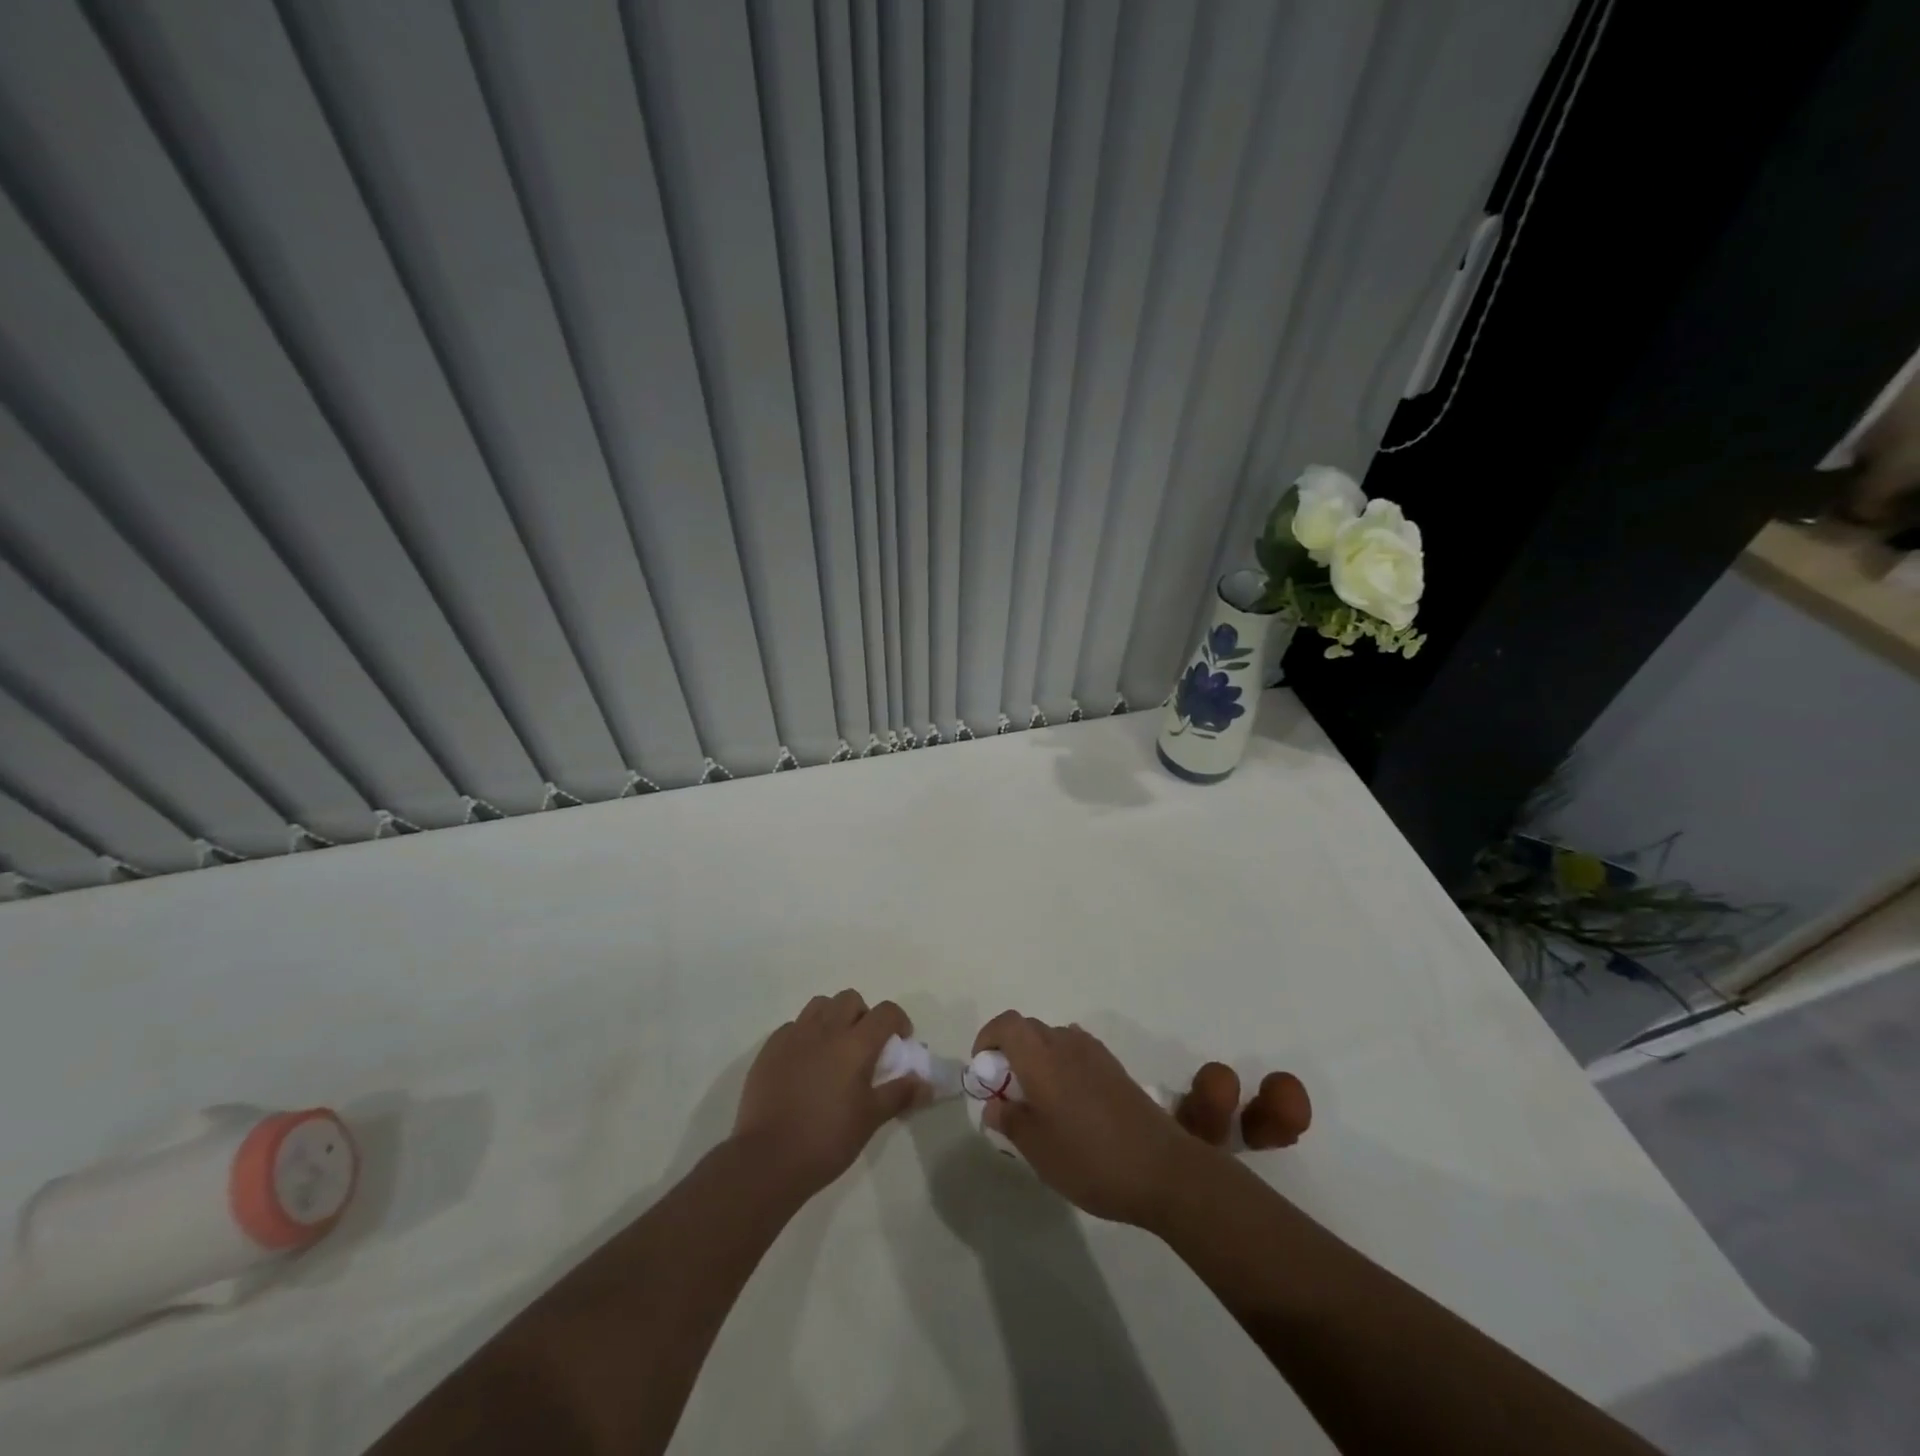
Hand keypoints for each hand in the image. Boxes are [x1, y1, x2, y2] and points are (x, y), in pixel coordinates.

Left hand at [733, 990, 921, 1199]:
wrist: (767, 1159)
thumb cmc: (827, 1139)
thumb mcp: (871, 1119)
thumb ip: (900, 1094)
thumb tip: (926, 1083)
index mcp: (855, 1044)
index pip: (886, 1012)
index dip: (899, 1021)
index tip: (900, 1041)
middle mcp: (825, 1029)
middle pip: (850, 999)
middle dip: (863, 1015)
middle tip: (865, 1045)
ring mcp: (794, 1036)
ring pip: (820, 1005)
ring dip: (833, 1017)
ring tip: (834, 1048)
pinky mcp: (770, 1048)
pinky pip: (793, 1026)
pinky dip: (805, 1034)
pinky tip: (804, 1062)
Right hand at [972, 1011, 1213, 1227]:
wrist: (1163, 1169)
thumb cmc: (1090, 1159)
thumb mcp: (1038, 1150)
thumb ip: (1010, 1121)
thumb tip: (994, 1104)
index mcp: (1041, 1057)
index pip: (1007, 1024)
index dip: (988, 1038)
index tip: (983, 1069)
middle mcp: (1066, 1043)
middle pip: (1028, 1029)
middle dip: (1010, 1050)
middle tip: (1006, 1091)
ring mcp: (1094, 1053)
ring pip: (1053, 1040)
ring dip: (1037, 1058)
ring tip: (1037, 1100)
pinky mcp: (1114, 1068)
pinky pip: (1076, 1052)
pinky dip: (1062, 1066)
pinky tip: (1069, 1105)